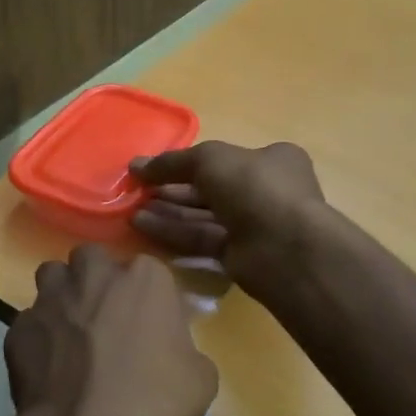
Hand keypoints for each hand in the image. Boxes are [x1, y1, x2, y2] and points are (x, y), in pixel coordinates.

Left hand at [0, 245, 218, 415]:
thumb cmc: (158, 401)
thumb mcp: (201, 377)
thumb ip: (185, 349)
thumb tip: (171, 355)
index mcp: (145, 278)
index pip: (147, 271)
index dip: (145, 298)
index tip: (148, 325)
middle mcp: (94, 275)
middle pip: (92, 260)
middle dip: (96, 280)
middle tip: (105, 319)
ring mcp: (51, 298)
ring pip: (52, 277)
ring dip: (62, 296)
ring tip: (70, 333)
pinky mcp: (18, 328)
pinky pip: (29, 323)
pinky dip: (37, 339)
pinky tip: (47, 370)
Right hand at [129, 141, 327, 293]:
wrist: (284, 247)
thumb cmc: (254, 187)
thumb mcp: (210, 160)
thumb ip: (173, 162)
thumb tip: (136, 165)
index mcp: (273, 160)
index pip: (226, 159)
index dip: (189, 162)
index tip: (156, 168)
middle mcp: (266, 192)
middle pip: (211, 188)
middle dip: (173, 188)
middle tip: (138, 190)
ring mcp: (254, 226)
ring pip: (204, 216)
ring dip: (169, 211)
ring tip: (131, 209)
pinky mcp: (240, 256)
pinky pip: (202, 240)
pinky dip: (174, 232)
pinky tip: (142, 225)